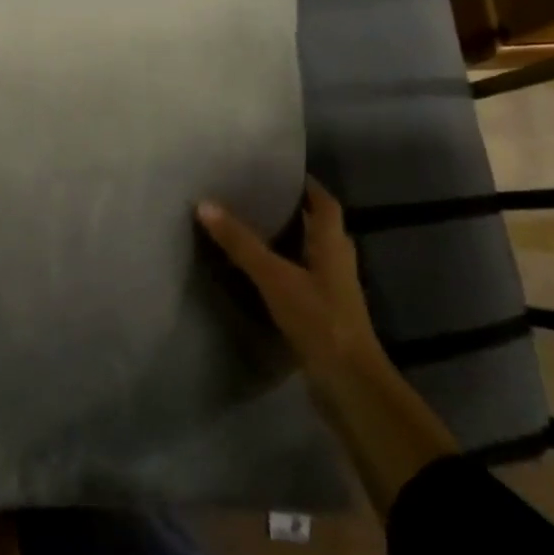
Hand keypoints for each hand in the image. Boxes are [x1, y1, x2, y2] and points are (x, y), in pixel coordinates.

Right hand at [198, 177, 457, 513]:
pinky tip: (255, 272)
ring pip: (308, 254)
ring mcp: (331, 291)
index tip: (278, 169)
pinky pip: (300, 279)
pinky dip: (280, 268)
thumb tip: (204, 204)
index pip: (325, 203)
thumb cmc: (318, 319)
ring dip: (285, 240)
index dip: (307, 184)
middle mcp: (337, 263)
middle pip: (317, 226)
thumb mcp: (274, 276)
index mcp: (333, 245)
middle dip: (291, 210)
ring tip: (248, 228)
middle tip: (254, 195)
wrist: (349, 385)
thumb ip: (240, 242)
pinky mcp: (322, 315)